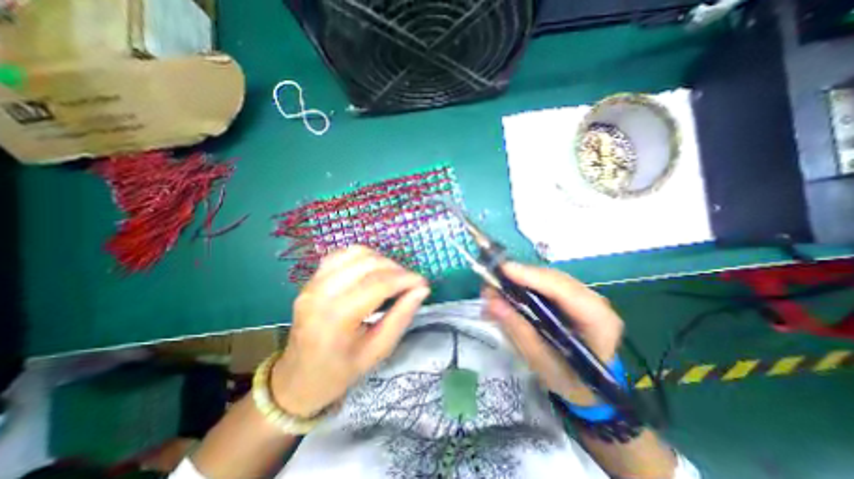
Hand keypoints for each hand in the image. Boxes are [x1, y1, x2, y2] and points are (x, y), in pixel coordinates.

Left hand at [269, 245, 429, 416]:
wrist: (297, 378)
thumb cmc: (339, 372)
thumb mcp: (377, 351)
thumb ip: (401, 317)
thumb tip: (421, 290)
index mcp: (336, 318)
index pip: (378, 284)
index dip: (405, 279)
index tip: (423, 283)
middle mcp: (321, 293)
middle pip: (368, 264)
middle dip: (396, 269)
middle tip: (410, 282)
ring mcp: (313, 282)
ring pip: (356, 253)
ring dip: (381, 260)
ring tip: (393, 276)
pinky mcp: (311, 278)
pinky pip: (342, 254)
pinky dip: (363, 257)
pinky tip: (372, 270)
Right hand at [483, 264, 624, 405]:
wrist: (587, 386)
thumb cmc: (569, 381)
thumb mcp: (542, 363)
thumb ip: (518, 331)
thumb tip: (492, 303)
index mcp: (599, 321)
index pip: (564, 290)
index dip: (533, 277)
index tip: (503, 270)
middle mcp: (594, 301)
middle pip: (553, 278)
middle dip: (519, 277)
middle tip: (490, 283)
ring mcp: (583, 295)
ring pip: (546, 277)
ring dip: (518, 281)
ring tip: (494, 290)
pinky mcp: (570, 295)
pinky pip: (543, 283)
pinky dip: (522, 286)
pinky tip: (506, 294)